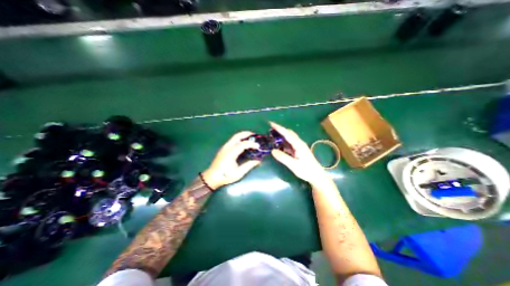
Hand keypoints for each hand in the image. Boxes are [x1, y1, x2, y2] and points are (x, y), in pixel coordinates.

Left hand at [202, 131, 260, 188]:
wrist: (212, 177)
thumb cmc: (225, 176)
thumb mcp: (238, 173)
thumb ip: (248, 165)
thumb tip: (258, 161)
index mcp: (231, 153)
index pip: (243, 144)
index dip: (251, 144)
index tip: (258, 146)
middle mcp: (227, 147)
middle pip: (237, 136)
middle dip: (246, 134)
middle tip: (255, 135)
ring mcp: (224, 147)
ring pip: (234, 137)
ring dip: (243, 135)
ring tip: (250, 137)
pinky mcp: (224, 148)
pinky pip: (232, 140)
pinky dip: (239, 138)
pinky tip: (243, 143)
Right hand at [271, 122, 330, 185]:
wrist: (316, 176)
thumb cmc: (306, 170)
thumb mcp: (293, 165)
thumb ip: (283, 157)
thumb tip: (272, 150)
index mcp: (298, 144)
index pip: (287, 133)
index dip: (279, 128)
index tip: (271, 123)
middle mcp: (299, 143)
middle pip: (288, 133)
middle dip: (279, 130)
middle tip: (269, 129)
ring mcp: (299, 146)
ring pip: (289, 138)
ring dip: (281, 136)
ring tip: (272, 136)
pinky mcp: (298, 151)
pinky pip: (289, 144)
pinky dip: (283, 142)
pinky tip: (278, 145)